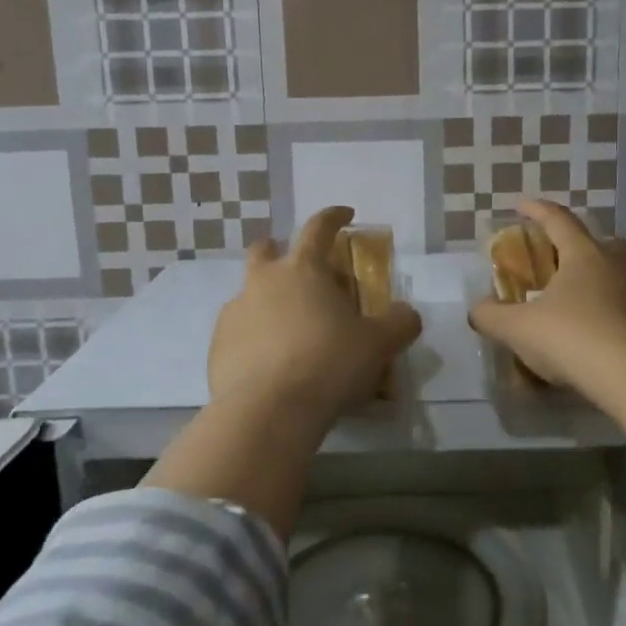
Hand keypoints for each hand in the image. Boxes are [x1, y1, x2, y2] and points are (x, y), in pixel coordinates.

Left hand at [209, 206, 421, 423]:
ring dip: (266, 299)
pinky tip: (269, 363)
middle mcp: (263, 281)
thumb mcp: (379, 344)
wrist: (269, 410)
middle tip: (297, 269)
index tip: (345, 215)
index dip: (334, 217)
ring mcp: (235, 312)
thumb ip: (399, 324)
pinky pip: (237, 331)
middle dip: (278, 250)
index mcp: (303, 269)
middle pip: (265, 250)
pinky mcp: (217, 346)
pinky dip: (253, 337)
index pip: (319, 227)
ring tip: (287, 329)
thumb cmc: (329, 363)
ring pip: (248, 292)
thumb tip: (407, 314)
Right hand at [468, 200, 625, 394]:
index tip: (521, 205)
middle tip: (561, 264)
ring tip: (585, 309)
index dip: (537, 210)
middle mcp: (622, 266)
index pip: (558, 220)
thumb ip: (491, 316)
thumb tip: (477, 310)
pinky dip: (625, 319)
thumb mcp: (519, 330)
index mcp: (585, 256)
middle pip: (602, 243)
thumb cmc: (576, 341)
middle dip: (580, 247)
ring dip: (605, 285)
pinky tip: (612, 343)